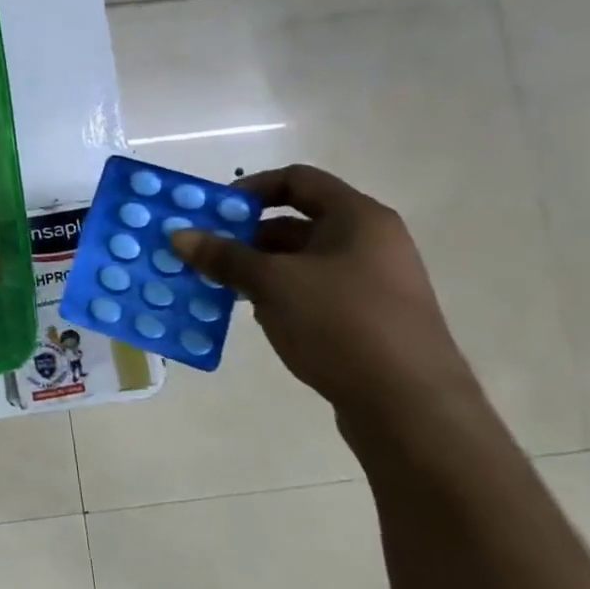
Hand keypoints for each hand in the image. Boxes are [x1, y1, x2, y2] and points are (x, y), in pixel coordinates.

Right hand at [171, 165, 481, 429]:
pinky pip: (311, 291)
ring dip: (256, 268)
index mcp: (358, 219)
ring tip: (217, 285)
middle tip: (204, 252)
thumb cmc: (342, 325)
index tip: (214, 213)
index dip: (251, 189)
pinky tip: (251, 314)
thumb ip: (224, 256)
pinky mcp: (366, 319)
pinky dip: (277, 294)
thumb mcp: (272, 283)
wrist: (411, 408)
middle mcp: (370, 243)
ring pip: (299, 261)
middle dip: (244, 235)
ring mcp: (370, 283)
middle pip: (295, 221)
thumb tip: (179, 235)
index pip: (297, 180)